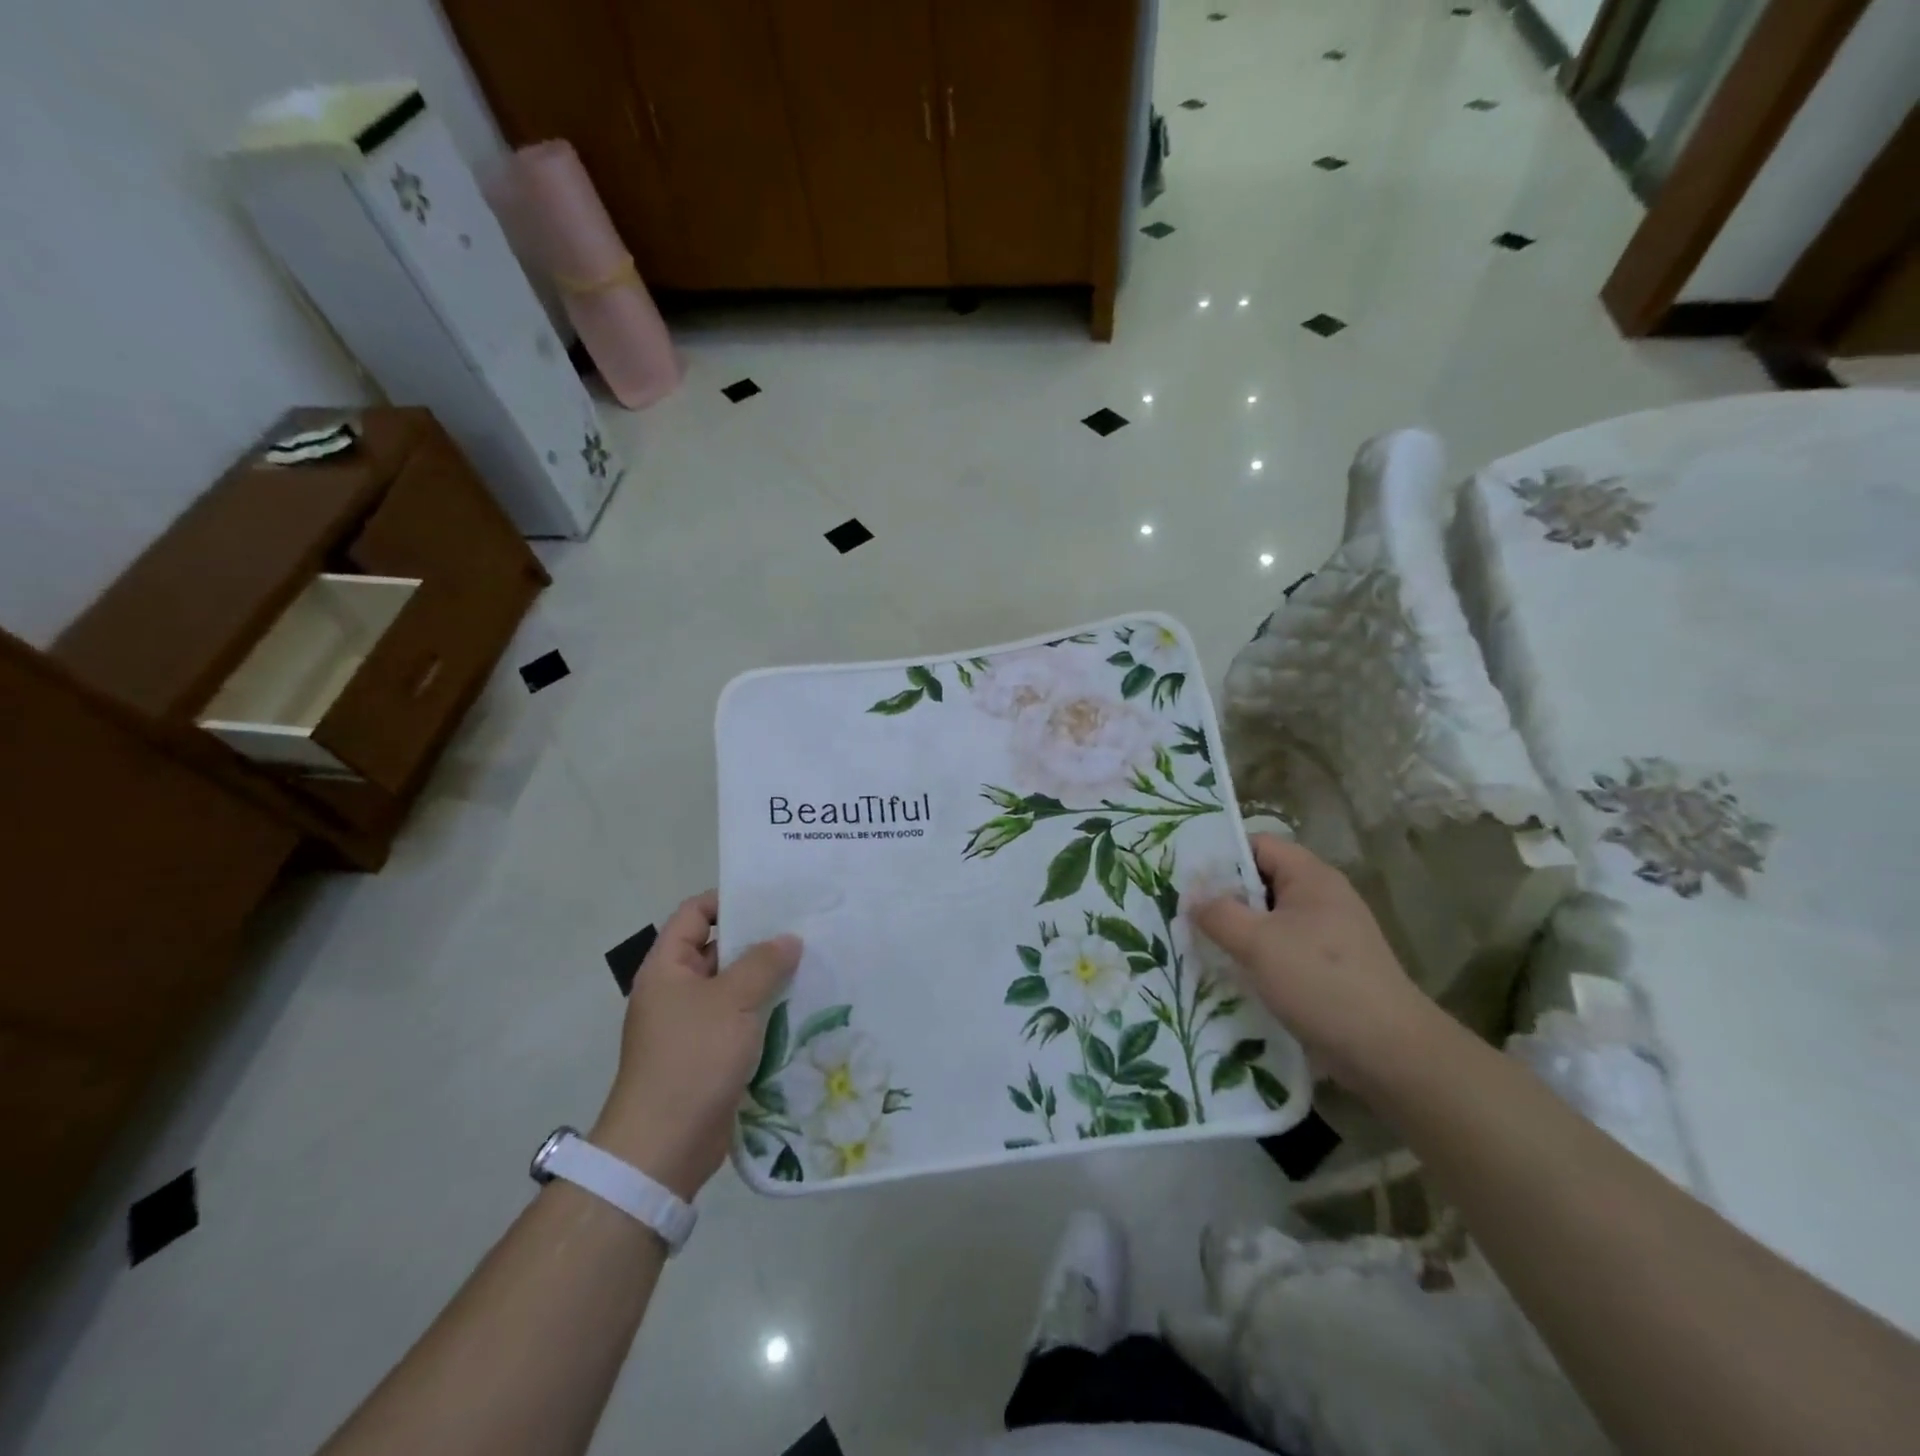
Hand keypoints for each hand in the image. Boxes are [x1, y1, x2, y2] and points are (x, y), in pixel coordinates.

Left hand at [591, 892, 800, 1198]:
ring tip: (813, 964)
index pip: (694, 914)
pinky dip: (767, 1013)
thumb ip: (763, 963)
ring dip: (768, 979)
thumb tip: (789, 939)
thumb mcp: (733, 1001)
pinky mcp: (710, 1056)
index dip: (727, 899)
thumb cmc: (692, 1058)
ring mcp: (693, 1025)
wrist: (664, 1147)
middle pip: (719, 950)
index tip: (771, 897)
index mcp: (668, 968)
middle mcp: (677, 991)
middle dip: (759, 940)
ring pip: (735, 989)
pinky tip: (803, 1008)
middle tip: (805, 928)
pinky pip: (742, 1022)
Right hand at [1193, 834, 1435, 1090]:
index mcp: (1311, 877)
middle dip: (1223, 896)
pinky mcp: (1330, 968)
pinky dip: (1257, 957)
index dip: (1221, 855)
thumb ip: (1218, 913)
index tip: (1184, 876)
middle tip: (1183, 912)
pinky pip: (1283, 949)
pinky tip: (1231, 975)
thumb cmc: (1320, 982)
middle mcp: (1322, 897)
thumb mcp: (1257, 943)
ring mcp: (1329, 934)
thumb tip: (1193, 897)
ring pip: (1270, 919)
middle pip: (1262, 881)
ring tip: (1199, 944)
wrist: (1389, 1052)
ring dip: (1237, 931)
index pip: (1258, 845)